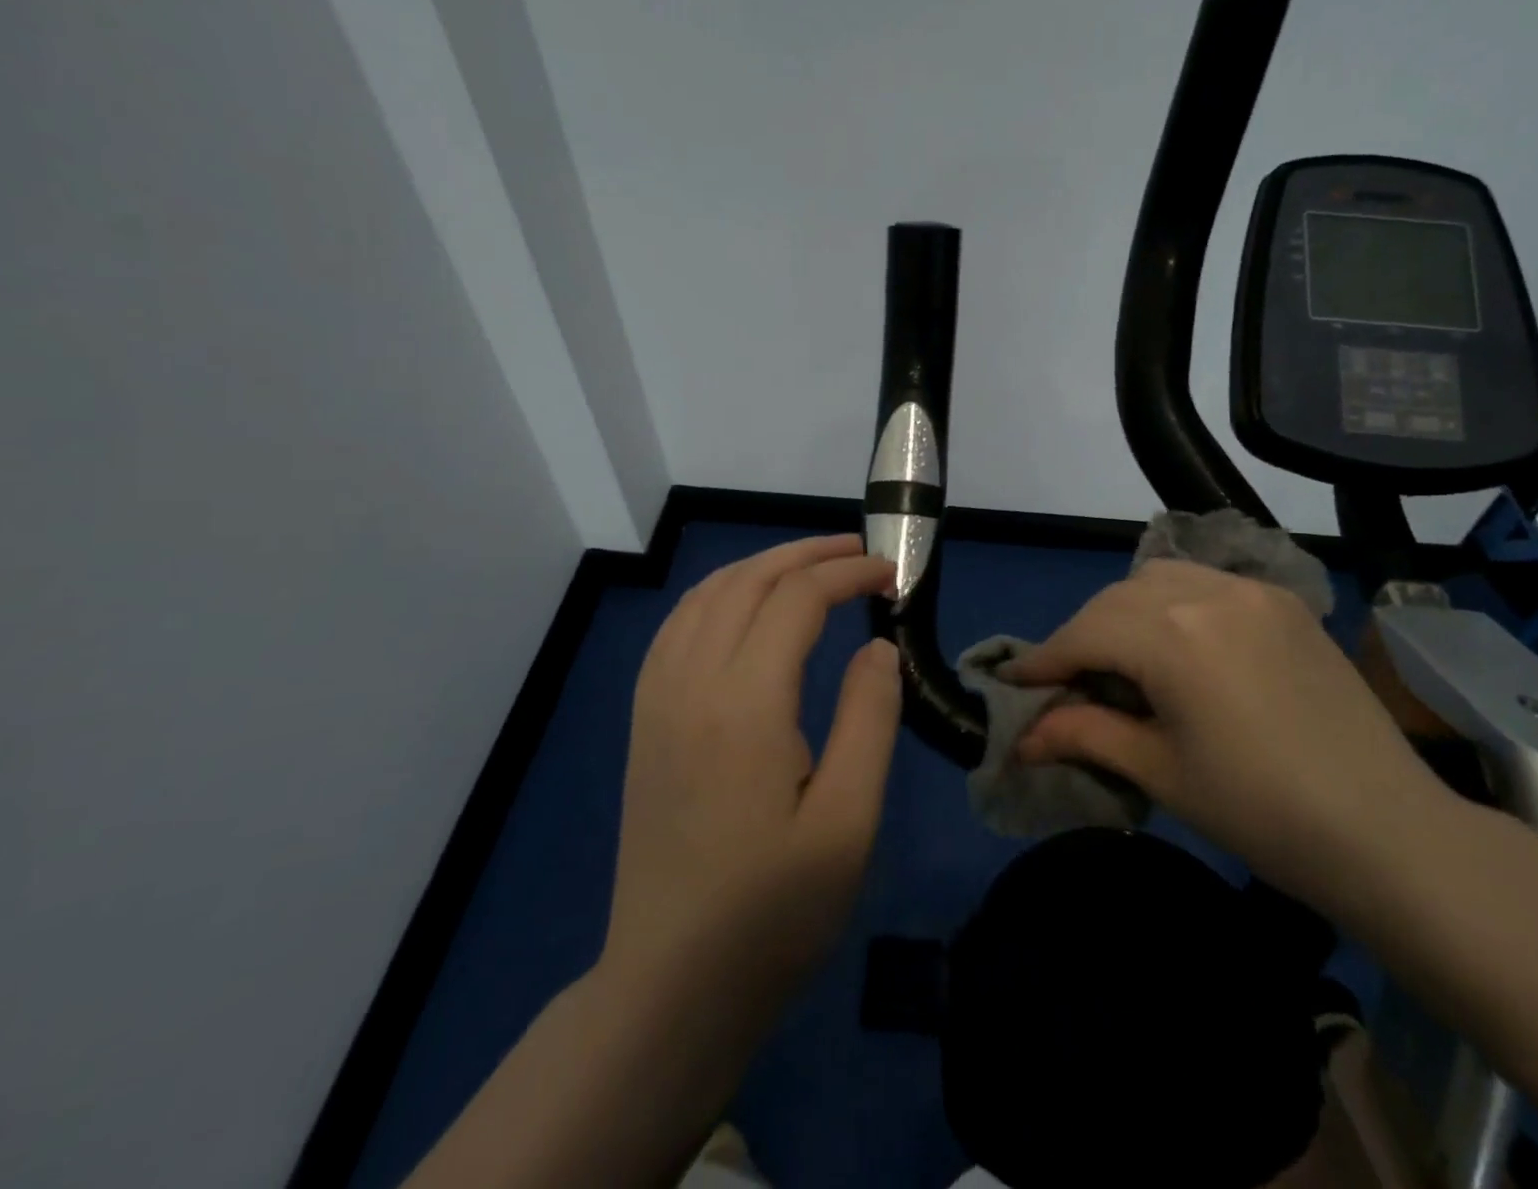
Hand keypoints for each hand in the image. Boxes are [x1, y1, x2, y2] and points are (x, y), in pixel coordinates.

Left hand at [599, 535, 900, 1025]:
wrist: (670, 984)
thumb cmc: (772, 910)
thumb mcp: (848, 822)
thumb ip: (869, 719)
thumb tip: (876, 645)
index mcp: (744, 705)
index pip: (796, 599)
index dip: (848, 574)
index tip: (892, 576)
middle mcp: (691, 684)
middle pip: (747, 580)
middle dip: (807, 554)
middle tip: (860, 555)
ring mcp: (657, 699)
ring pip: (706, 594)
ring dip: (762, 565)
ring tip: (812, 567)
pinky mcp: (645, 720)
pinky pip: (678, 625)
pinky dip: (719, 593)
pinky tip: (746, 607)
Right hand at [1003, 559, 1452, 914]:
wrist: (1389, 831)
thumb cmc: (1261, 813)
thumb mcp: (1160, 772)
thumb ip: (1084, 735)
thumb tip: (1021, 736)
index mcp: (1173, 634)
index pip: (1084, 632)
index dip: (1043, 659)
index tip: (1014, 683)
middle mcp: (1208, 591)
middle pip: (1116, 598)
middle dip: (1082, 635)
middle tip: (1068, 682)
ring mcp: (1252, 590)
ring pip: (1159, 577)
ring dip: (1125, 610)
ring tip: (1122, 660)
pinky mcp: (1283, 602)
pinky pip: (1207, 583)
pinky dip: (1173, 603)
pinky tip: (1178, 645)